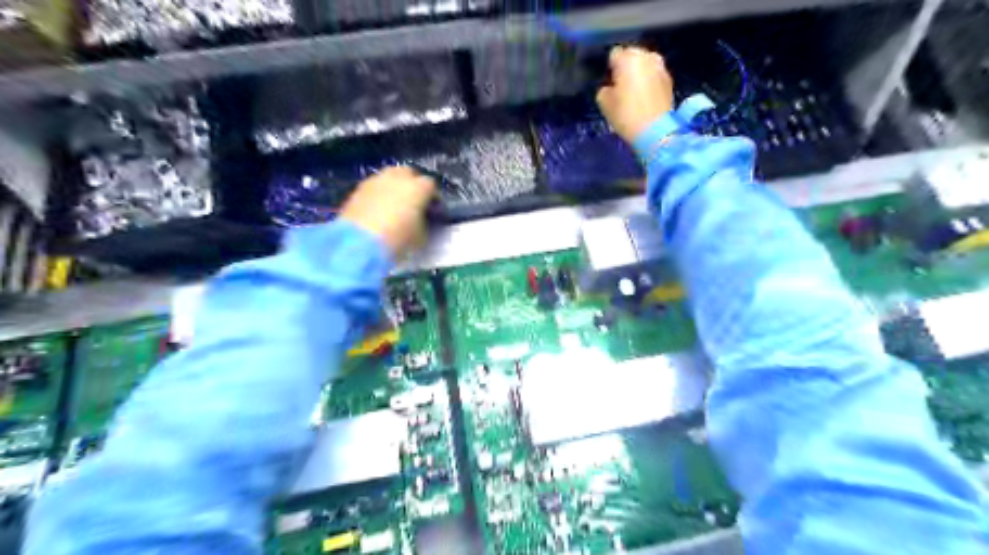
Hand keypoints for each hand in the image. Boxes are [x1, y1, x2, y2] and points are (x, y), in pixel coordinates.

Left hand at [341, 164, 434, 257]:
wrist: (359, 244)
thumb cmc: (397, 240)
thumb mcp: (421, 237)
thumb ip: (426, 223)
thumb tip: (423, 219)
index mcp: (418, 188)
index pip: (431, 185)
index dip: (433, 197)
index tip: (432, 209)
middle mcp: (398, 178)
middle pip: (409, 173)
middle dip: (413, 184)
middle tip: (413, 201)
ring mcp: (376, 180)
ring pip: (389, 176)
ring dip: (394, 186)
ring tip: (394, 203)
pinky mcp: (358, 189)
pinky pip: (374, 186)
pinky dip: (379, 193)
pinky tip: (378, 208)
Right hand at [590, 46, 676, 145]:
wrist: (655, 130)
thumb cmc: (626, 114)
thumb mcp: (604, 102)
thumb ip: (604, 88)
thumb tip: (610, 86)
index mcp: (628, 59)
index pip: (614, 54)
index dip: (610, 67)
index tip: (608, 80)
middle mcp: (646, 56)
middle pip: (632, 55)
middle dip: (626, 66)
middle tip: (620, 85)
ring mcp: (661, 66)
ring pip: (645, 63)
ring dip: (639, 72)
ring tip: (633, 90)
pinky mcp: (669, 79)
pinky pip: (654, 74)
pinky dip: (649, 80)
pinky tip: (645, 96)